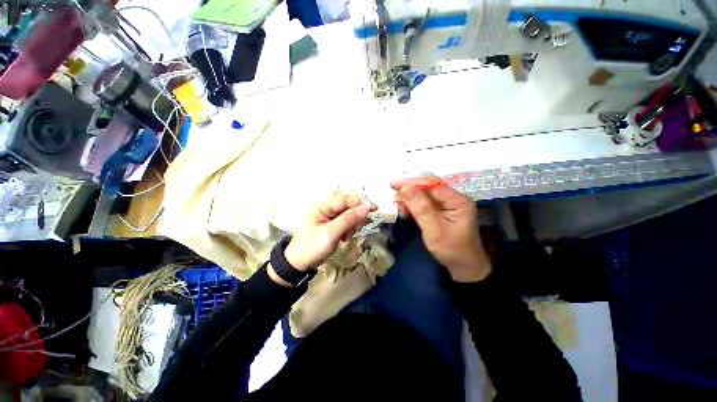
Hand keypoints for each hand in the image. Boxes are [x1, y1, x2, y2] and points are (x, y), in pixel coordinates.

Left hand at [284, 193, 375, 270]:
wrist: (298, 264)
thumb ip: (348, 219)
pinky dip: (348, 229)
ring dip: (352, 224)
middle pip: (348, 205)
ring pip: (348, 214)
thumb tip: (366, 207)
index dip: (360, 202)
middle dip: (356, 216)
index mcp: (322, 206)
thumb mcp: (331, 233)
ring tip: (347, 236)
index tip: (375, 209)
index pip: (345, 199)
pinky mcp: (331, 224)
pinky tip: (345, 237)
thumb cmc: (312, 247)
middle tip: (357, 228)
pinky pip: (345, 222)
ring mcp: (328, 216)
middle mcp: (326, 208)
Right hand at [392, 178, 491, 282]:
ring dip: (410, 197)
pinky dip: (413, 205)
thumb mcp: (434, 229)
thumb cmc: (451, 250)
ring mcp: (447, 205)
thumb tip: (406, 188)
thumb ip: (421, 208)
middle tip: (393, 193)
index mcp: (457, 200)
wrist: (464, 267)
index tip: (394, 184)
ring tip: (396, 202)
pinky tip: (404, 209)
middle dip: (410, 189)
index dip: (412, 182)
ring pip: (424, 195)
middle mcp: (453, 198)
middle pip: (428, 187)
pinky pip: (425, 204)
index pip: (432, 184)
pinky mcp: (441, 211)